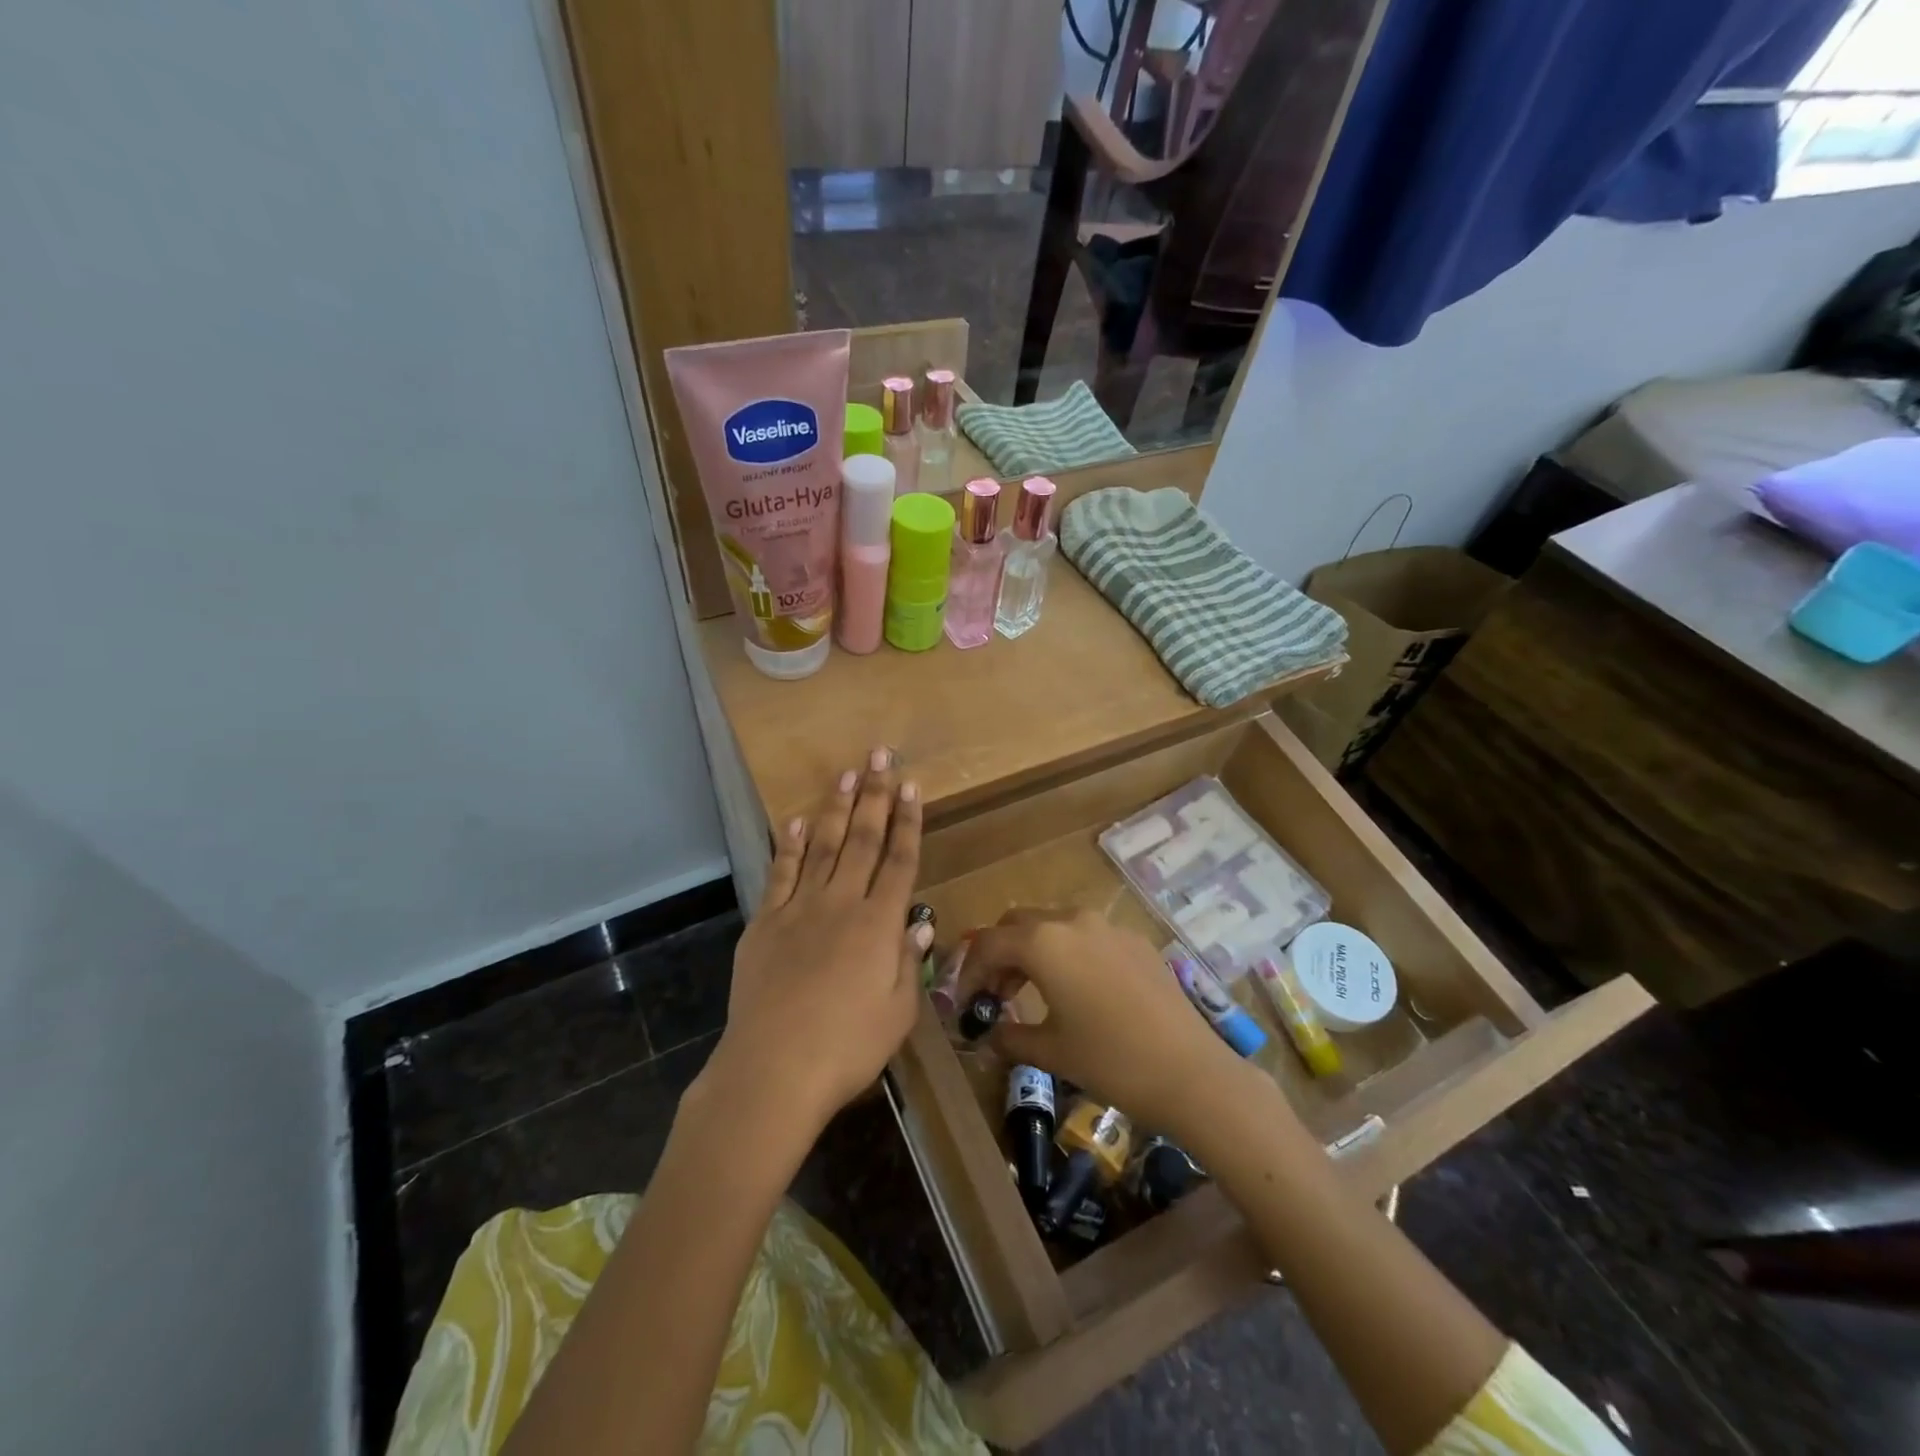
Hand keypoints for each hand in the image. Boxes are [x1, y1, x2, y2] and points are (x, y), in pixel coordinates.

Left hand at [701, 747, 927, 1145]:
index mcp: (879, 925)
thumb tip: (919, 924)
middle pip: (862, 840)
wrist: (773, 1069)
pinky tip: (797, 823)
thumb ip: (908, 962)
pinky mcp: (765, 923)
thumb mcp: (897, 1013)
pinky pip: (780, 875)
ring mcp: (799, 909)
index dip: (908, 821)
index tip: (911, 786)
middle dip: (874, 796)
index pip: (900, 861)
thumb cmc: (847, 1047)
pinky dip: (790, 847)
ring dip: (836, 808)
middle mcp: (841, 904)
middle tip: (880, 756)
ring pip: (822, 846)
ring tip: (846, 773)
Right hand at [959, 910, 1255, 1140]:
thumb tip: (990, 1034)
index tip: (965, 1003)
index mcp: (1043, 942)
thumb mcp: (1051, 1051)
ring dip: (1033, 949)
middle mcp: (1072, 921)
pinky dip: (1067, 951)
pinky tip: (1077, 988)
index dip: (969, 972)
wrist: (1190, 1071)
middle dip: (999, 954)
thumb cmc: (1110, 1061)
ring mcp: (1108, 926)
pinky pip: (1087, 934)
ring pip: (1053, 923)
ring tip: (1031, 990)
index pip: (988, 945)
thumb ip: (1010, 1036)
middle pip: (1018, 924)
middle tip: (995, 993)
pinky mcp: (1135, 940)